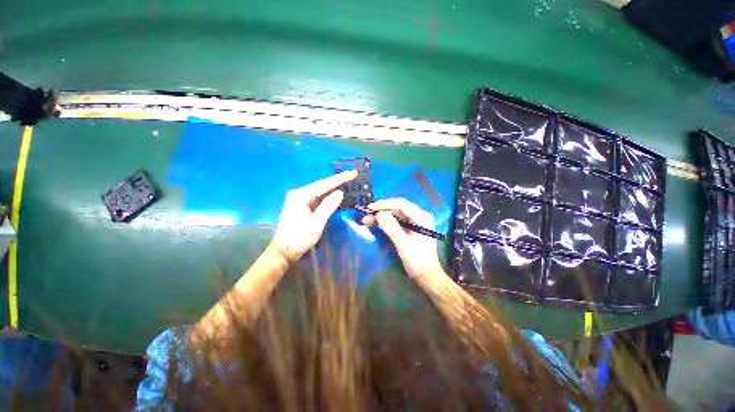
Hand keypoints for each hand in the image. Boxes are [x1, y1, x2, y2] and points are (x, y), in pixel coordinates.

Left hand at [271, 170, 357, 261]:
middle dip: (338, 182)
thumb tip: (340, 193)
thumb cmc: (298, 239)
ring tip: (349, 183)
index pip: (324, 184)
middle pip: (322, 186)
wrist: (283, 252)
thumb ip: (328, 206)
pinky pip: (317, 199)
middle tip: (354, 177)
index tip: (354, 173)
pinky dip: (328, 197)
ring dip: (334, 189)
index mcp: (300, 196)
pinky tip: (338, 195)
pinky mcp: (301, 207)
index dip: (340, 178)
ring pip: (320, 192)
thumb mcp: (316, 224)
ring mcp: (299, 200)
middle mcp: (299, 194)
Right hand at [362, 198, 445, 280]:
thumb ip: (392, 228)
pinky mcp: (412, 231)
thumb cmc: (418, 260)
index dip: (385, 204)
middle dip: (382, 211)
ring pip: (397, 216)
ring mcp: (417, 224)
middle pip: (399, 209)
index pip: (402, 205)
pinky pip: (398, 223)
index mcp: (423, 217)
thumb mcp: (403, 244)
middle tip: (366, 216)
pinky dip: (387, 224)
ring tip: (367, 220)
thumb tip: (379, 214)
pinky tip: (377, 225)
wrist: (427, 276)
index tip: (370, 207)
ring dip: (383, 218)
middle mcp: (421, 217)